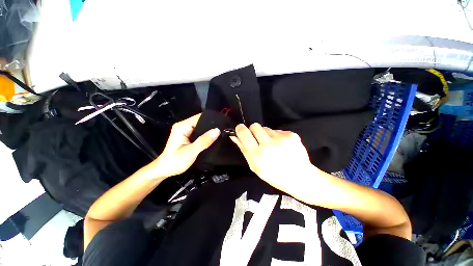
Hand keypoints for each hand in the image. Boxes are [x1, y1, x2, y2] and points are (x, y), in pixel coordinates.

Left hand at [145, 113, 219, 178]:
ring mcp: (186, 130)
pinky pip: (200, 132)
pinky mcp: (188, 136)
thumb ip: (204, 141)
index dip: (211, 120)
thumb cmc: (175, 162)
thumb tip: (217, 130)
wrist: (165, 170)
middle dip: (212, 125)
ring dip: (210, 130)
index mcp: (182, 127)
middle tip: (224, 130)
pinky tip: (214, 138)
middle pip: (201, 121)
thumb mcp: (191, 152)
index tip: (223, 124)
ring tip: (222, 133)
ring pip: (201, 127)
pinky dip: (207, 135)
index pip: (200, 117)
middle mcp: (184, 126)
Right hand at [230, 123, 319, 191]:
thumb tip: (235, 136)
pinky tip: (281, 146)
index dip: (240, 129)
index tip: (241, 129)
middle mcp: (269, 145)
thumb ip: (244, 150)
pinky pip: (277, 130)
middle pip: (255, 125)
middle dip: (253, 130)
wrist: (300, 177)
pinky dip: (276, 136)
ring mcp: (282, 139)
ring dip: (266, 135)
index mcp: (258, 155)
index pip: (244, 133)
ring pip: (266, 128)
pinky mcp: (291, 135)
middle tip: (257, 139)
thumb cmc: (273, 175)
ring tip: (272, 145)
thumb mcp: (254, 166)